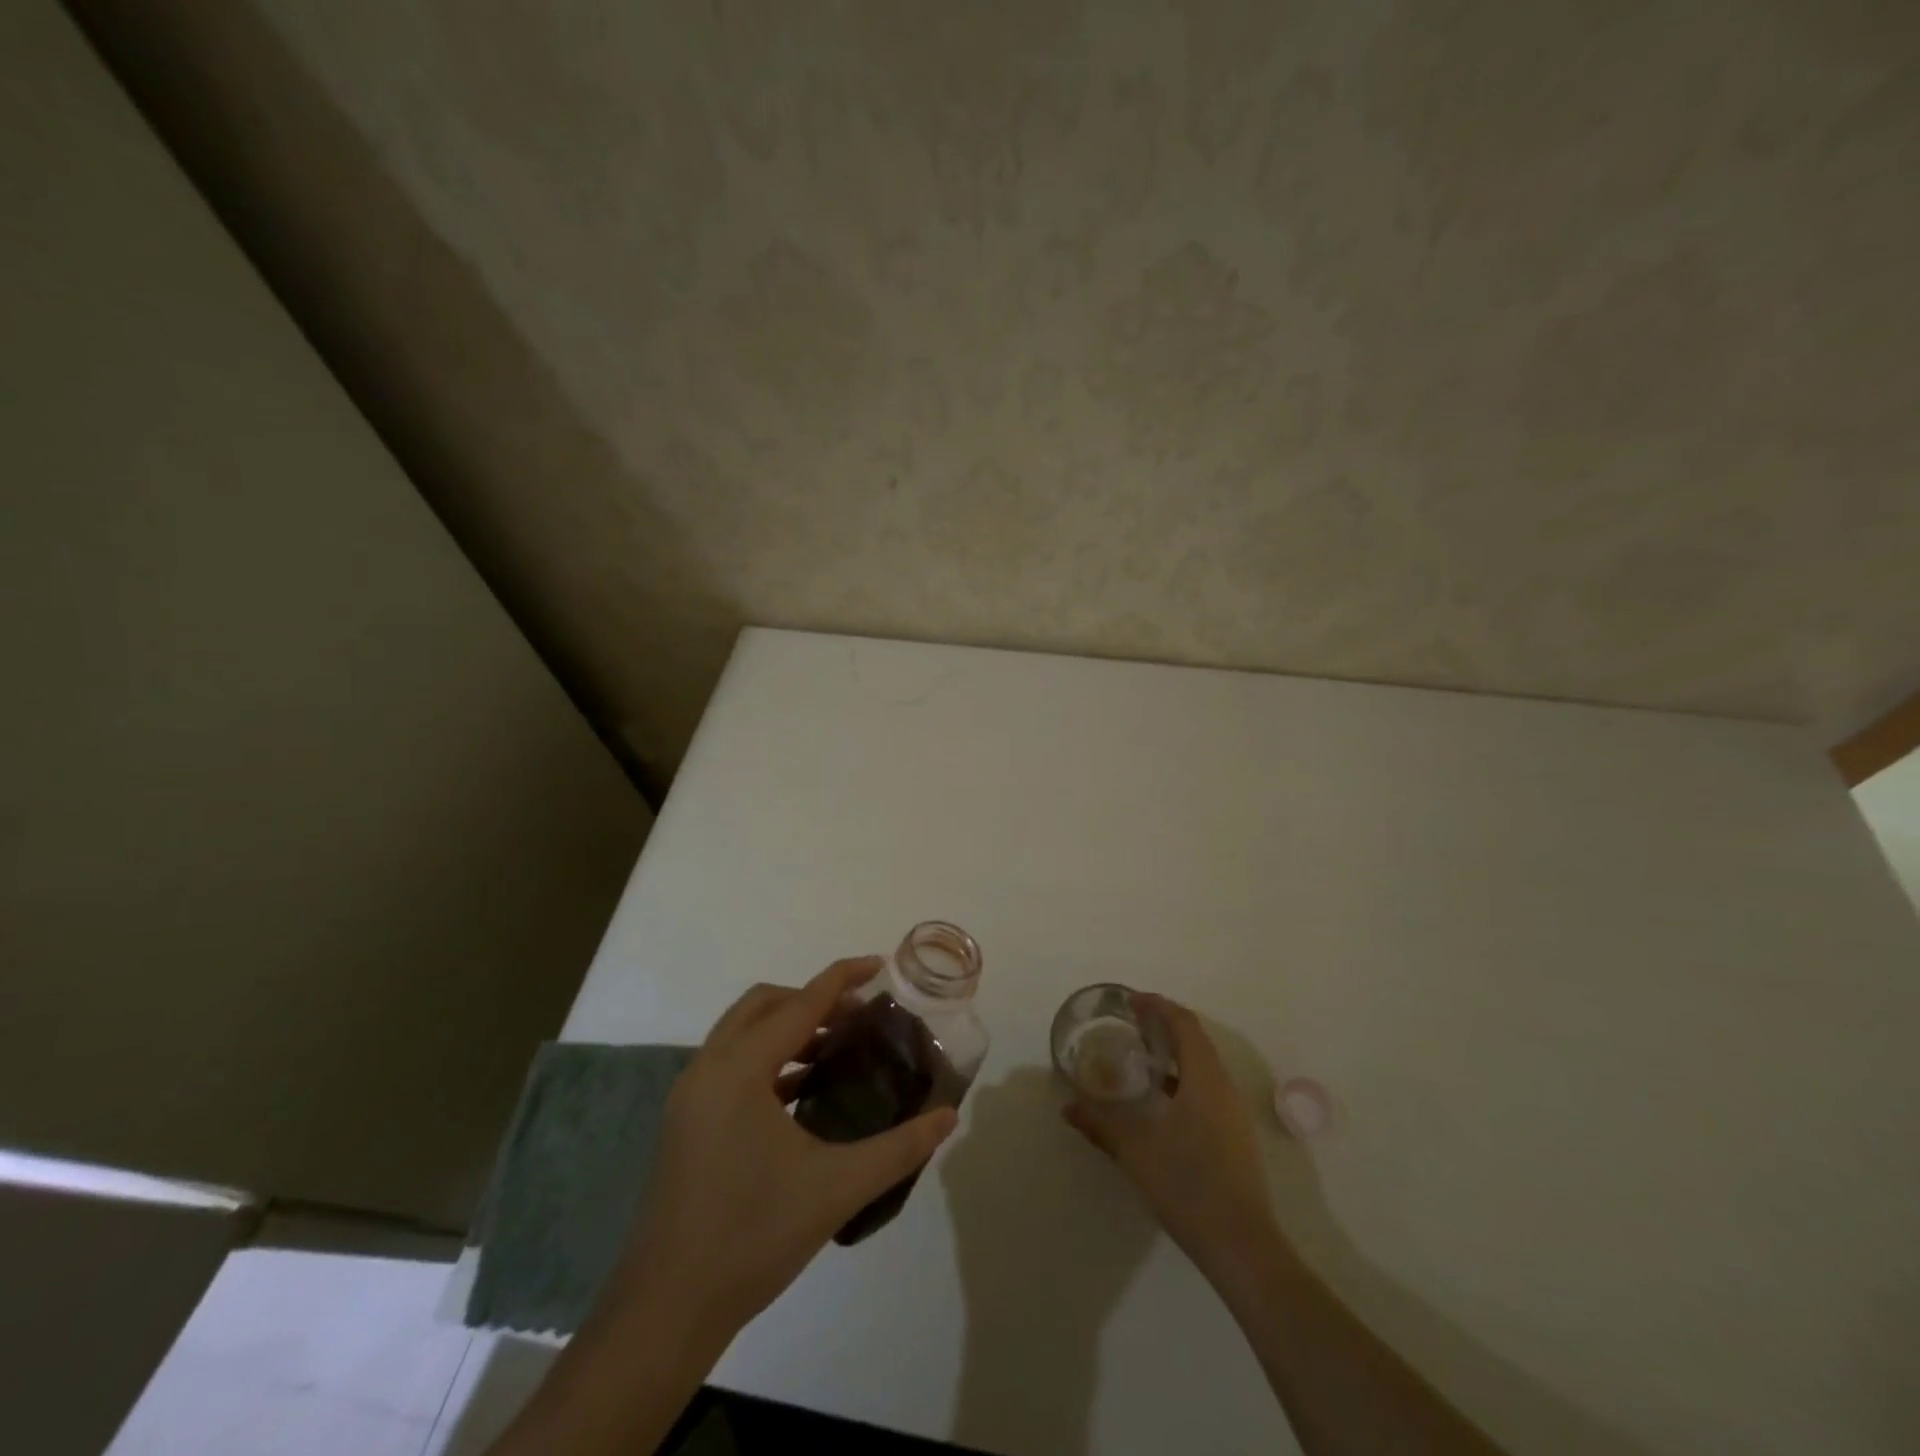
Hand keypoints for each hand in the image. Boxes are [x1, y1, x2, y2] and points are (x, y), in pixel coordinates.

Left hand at [608, 956, 959, 1352]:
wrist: (666, 1311)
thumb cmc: (752, 1238)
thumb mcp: (836, 1189)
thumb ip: (899, 1148)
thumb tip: (948, 1117)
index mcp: (739, 1071)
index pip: (800, 1004)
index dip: (843, 978)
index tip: (880, 964)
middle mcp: (708, 1069)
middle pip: (764, 1004)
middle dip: (813, 998)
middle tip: (859, 1015)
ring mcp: (691, 1095)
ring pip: (743, 1031)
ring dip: (789, 1026)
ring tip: (838, 1046)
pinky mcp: (687, 1121)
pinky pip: (732, 1062)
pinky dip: (769, 1057)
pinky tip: (803, 1088)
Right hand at [1062, 993, 1283, 1278]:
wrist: (1241, 1246)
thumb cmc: (1188, 1184)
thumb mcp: (1135, 1149)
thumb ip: (1101, 1123)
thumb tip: (1067, 1106)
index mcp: (1204, 1078)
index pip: (1184, 1024)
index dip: (1158, 1006)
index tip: (1130, 1000)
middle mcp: (1223, 1088)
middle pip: (1195, 1041)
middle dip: (1163, 1027)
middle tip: (1130, 1024)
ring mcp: (1232, 1114)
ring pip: (1202, 1067)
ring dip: (1173, 1055)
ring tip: (1140, 1058)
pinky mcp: (1233, 1138)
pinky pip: (1206, 1090)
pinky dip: (1181, 1080)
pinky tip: (1159, 1102)